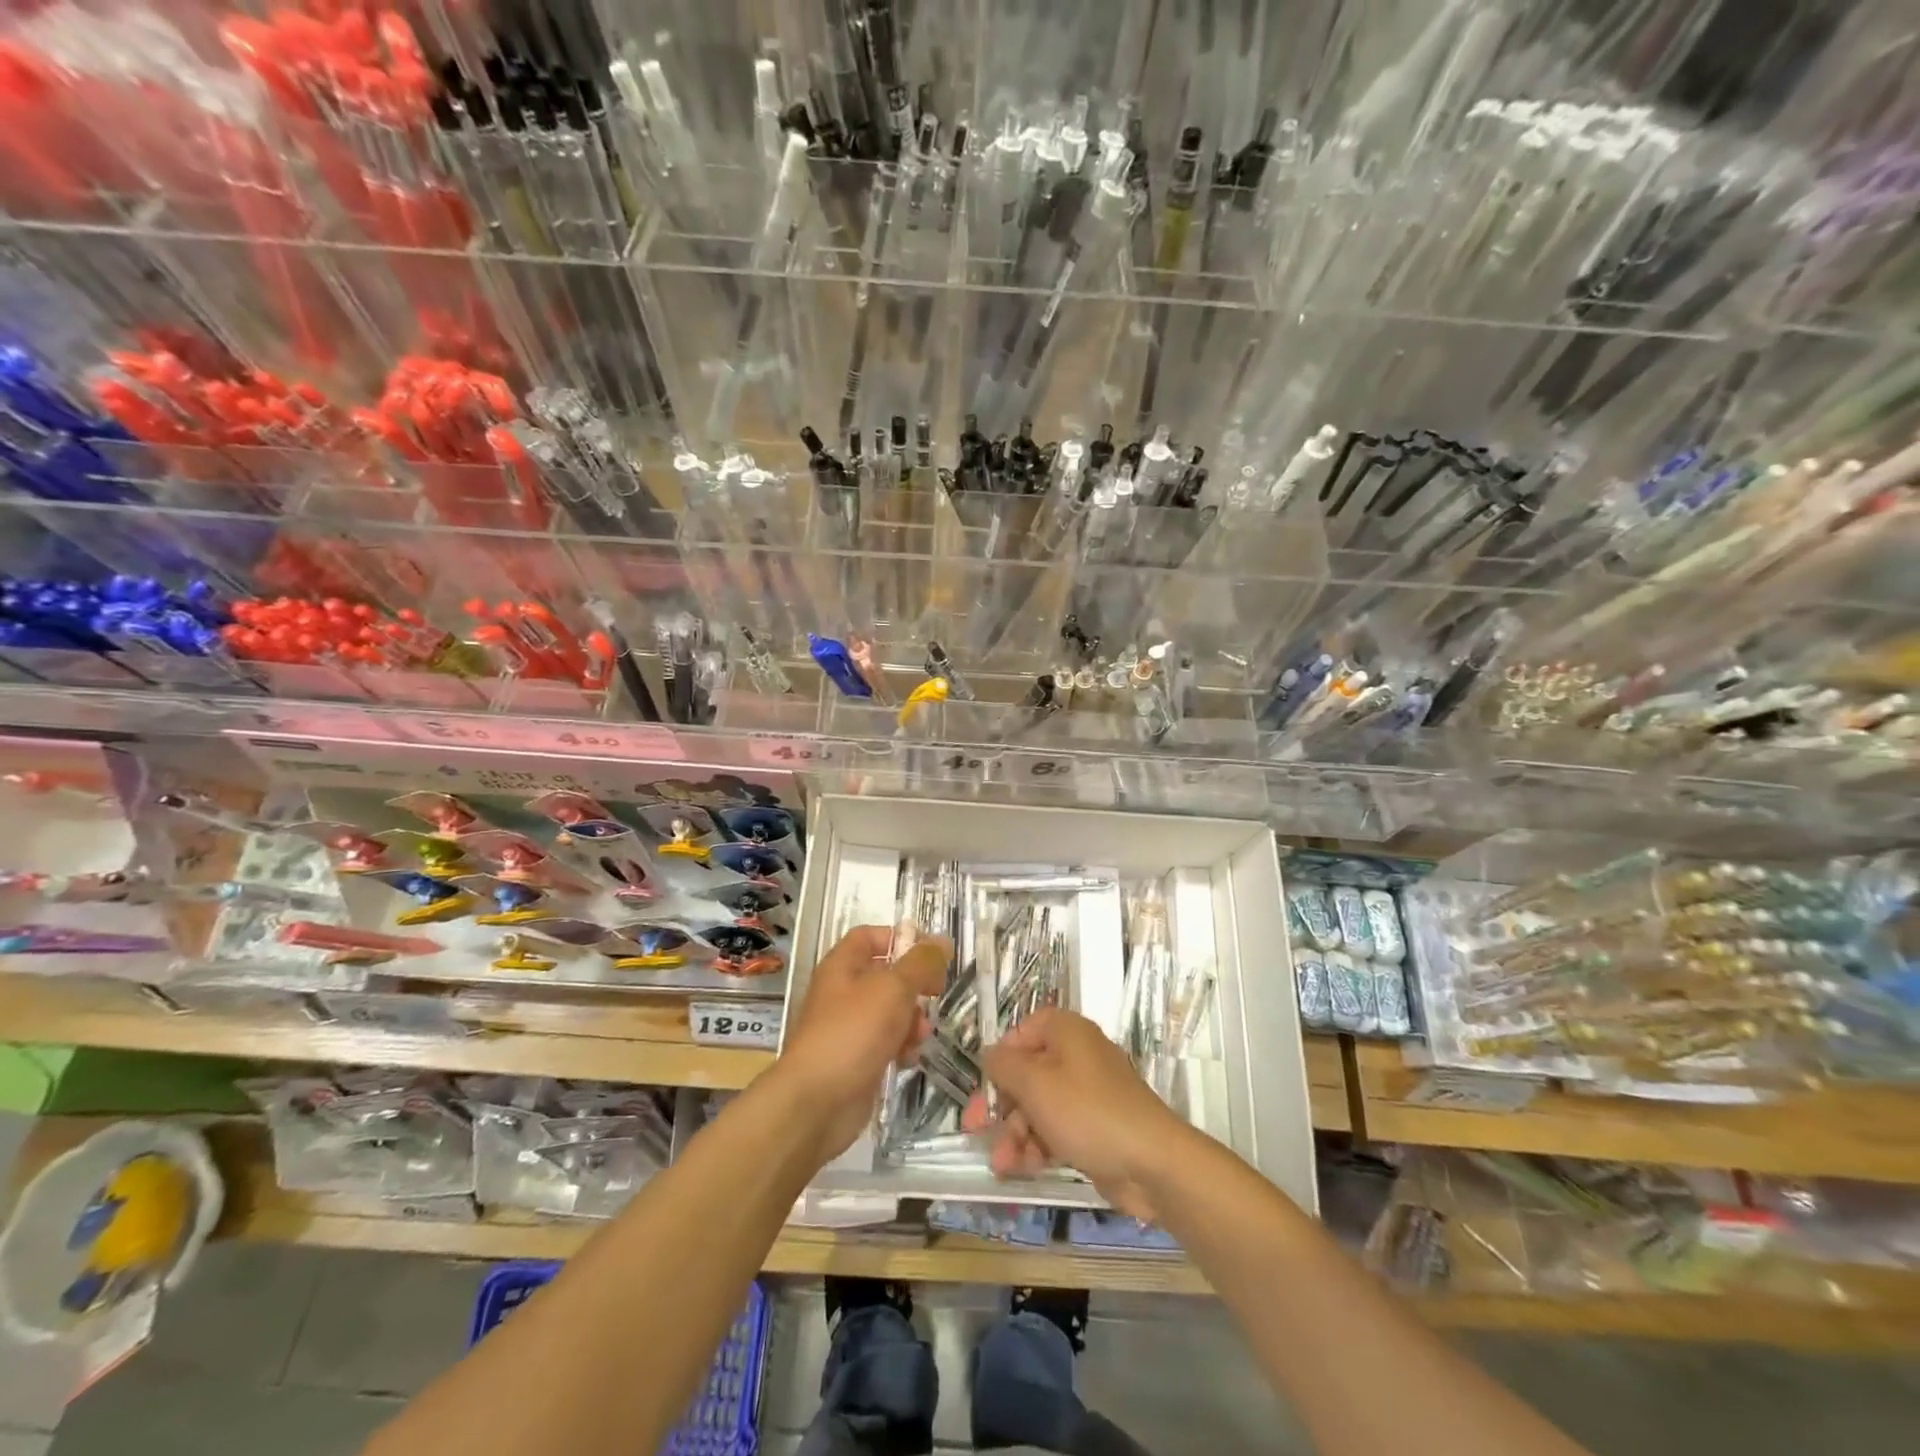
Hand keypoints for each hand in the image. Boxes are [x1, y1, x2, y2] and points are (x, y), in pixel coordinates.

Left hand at [776, 925, 949, 1161]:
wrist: (817, 1103)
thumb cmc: (853, 1033)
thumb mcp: (893, 988)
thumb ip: (921, 963)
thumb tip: (942, 942)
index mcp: (842, 965)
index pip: (870, 936)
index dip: (901, 938)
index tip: (931, 954)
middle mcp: (843, 992)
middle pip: (885, 974)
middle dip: (914, 984)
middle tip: (935, 994)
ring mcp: (848, 1027)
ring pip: (889, 1010)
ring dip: (912, 1018)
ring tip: (920, 1034)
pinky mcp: (856, 1059)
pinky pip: (886, 1042)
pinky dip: (901, 1046)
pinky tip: (909, 1058)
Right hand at [962, 1009, 1191, 1221]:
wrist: (1151, 1164)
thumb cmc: (1087, 1112)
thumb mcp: (1035, 1084)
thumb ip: (1004, 1066)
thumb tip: (989, 1055)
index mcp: (1066, 1032)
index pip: (1023, 1031)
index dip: (1001, 1056)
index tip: (986, 1084)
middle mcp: (1077, 1056)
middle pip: (1027, 1073)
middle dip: (1001, 1105)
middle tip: (975, 1129)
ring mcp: (1088, 1094)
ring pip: (1038, 1107)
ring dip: (1015, 1133)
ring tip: (1001, 1164)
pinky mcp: (1094, 1128)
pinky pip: (1056, 1130)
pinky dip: (1037, 1146)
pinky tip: (1022, 1170)